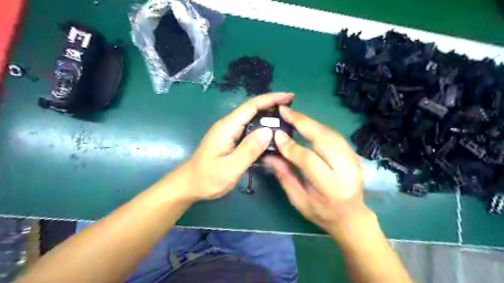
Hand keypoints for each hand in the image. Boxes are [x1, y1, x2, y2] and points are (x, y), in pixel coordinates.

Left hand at [181, 91, 293, 199]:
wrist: (189, 184)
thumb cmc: (207, 178)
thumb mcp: (230, 168)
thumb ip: (249, 150)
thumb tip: (268, 131)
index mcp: (227, 127)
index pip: (251, 106)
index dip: (271, 99)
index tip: (289, 96)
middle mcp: (227, 125)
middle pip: (252, 109)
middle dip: (272, 105)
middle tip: (291, 111)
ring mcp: (227, 131)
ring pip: (250, 118)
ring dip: (267, 116)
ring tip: (285, 120)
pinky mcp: (229, 138)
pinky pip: (248, 128)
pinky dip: (261, 127)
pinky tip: (270, 134)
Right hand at [265, 107, 368, 235]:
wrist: (351, 217)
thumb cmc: (322, 213)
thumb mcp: (299, 200)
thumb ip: (285, 176)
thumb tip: (269, 154)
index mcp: (332, 189)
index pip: (310, 161)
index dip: (291, 147)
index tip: (277, 134)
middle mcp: (347, 172)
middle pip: (325, 140)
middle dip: (303, 123)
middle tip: (285, 111)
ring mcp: (355, 162)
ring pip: (331, 134)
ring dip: (311, 122)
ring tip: (293, 114)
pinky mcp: (355, 155)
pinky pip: (336, 135)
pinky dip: (320, 127)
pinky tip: (307, 123)